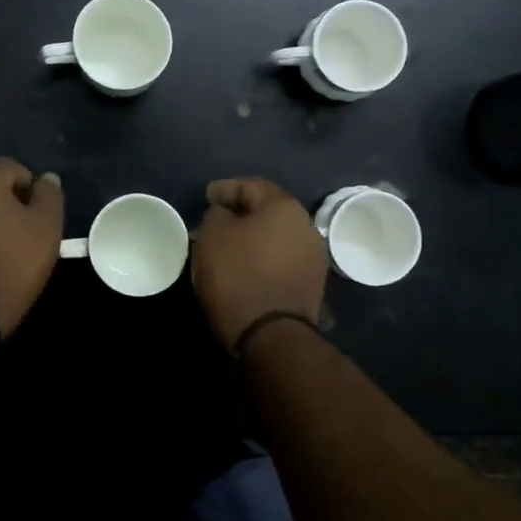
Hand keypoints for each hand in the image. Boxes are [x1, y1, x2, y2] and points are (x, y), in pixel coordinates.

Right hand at [191, 177, 327, 349]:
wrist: (271, 335)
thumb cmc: (238, 275)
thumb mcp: (213, 235)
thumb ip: (217, 214)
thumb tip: (225, 214)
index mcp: (284, 207)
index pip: (251, 186)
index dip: (225, 188)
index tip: (207, 196)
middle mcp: (306, 226)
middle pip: (268, 211)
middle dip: (241, 213)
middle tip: (216, 219)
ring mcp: (313, 257)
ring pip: (276, 237)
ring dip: (253, 238)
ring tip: (229, 246)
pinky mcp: (312, 285)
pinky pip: (281, 260)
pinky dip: (263, 258)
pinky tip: (246, 267)